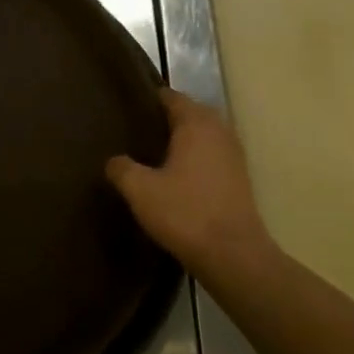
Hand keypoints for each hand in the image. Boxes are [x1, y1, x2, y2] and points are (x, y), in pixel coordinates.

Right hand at [106, 90, 271, 276]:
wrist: (233, 256)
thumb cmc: (184, 212)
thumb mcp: (139, 189)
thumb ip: (121, 168)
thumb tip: (114, 160)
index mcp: (196, 124)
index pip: (172, 97)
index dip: (149, 98)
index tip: (127, 105)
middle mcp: (219, 132)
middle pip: (192, 113)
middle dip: (167, 118)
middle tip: (136, 128)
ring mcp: (234, 156)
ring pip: (204, 135)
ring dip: (183, 139)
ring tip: (153, 151)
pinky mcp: (239, 180)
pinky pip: (212, 156)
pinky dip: (195, 158)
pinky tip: (175, 175)